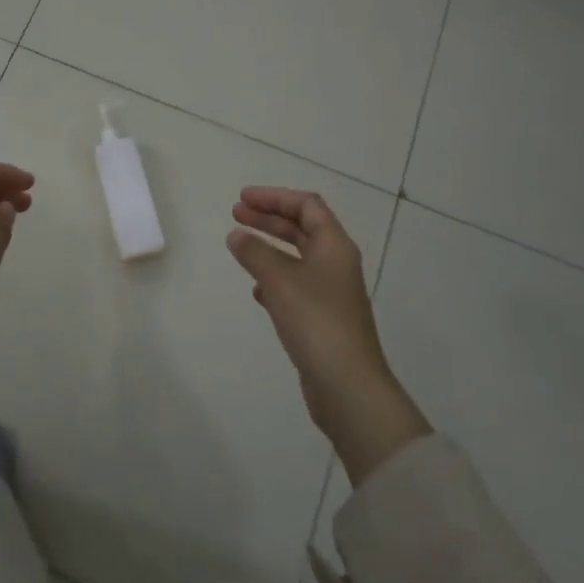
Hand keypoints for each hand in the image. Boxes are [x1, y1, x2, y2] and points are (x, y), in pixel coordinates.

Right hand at [228, 187, 430, 484]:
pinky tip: (256, 290)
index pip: (306, 205)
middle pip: (302, 228)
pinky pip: (296, 285)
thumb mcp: (280, 281)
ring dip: (270, 247)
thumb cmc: (316, 322)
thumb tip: (237, 235)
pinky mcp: (323, 318)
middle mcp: (336, 263)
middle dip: (269, 218)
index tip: (242, 199)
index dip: (274, 197)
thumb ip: (255, 253)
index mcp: (334, 246)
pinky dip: (274, 278)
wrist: (347, 385)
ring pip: (297, 257)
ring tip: (240, 246)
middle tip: (236, 215)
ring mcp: (331, 292)